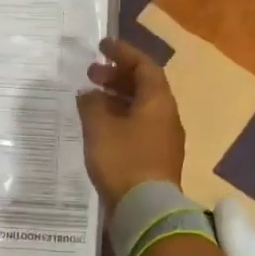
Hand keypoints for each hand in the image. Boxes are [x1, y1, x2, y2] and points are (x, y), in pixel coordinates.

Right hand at [76, 37, 185, 212]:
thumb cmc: (123, 160)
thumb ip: (91, 104)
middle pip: (144, 86)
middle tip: (91, 74)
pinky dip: (118, 117)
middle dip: (117, 76)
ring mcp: (162, 138)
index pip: (144, 66)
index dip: (123, 53)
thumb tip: (88, 93)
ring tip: (90, 98)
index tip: (102, 45)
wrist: (145, 209)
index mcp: (158, 102)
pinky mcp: (154, 157)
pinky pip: (137, 126)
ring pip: (140, 107)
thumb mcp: (99, 127)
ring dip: (116, 97)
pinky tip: (98, 125)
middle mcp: (166, 116)